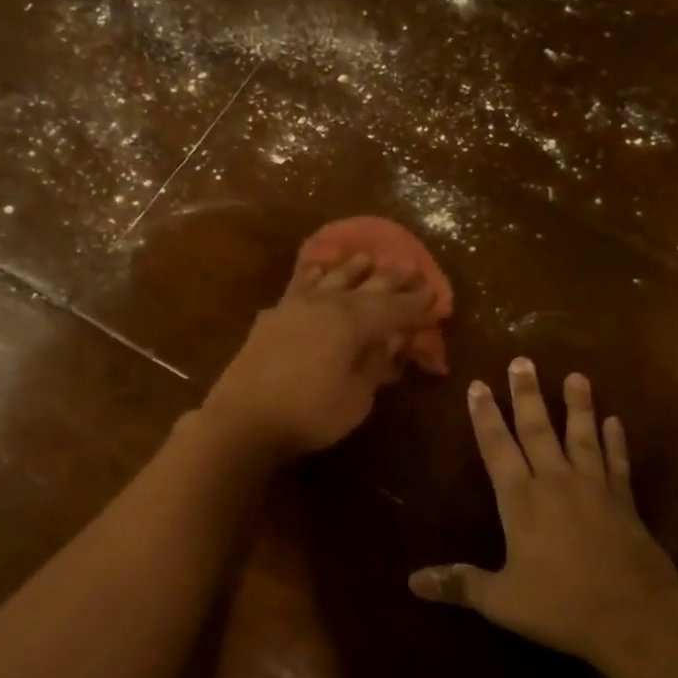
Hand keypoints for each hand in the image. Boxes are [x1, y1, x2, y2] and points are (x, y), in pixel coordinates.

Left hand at [202, 254, 434, 460]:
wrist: (243, 420)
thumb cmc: (309, 414)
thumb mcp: (356, 397)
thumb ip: (375, 366)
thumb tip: (390, 343)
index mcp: (351, 323)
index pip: (392, 309)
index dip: (415, 303)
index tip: (434, 293)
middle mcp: (325, 306)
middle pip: (364, 287)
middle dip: (390, 279)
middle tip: (410, 266)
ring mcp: (294, 309)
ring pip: (329, 280)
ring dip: (350, 269)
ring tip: (366, 258)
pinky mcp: (271, 319)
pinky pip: (297, 288)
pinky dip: (310, 277)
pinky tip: (315, 271)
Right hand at [409, 359, 677, 673]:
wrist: (634, 617)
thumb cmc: (560, 606)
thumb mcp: (501, 600)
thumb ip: (459, 584)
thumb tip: (412, 582)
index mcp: (521, 501)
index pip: (497, 448)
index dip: (485, 417)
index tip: (478, 385)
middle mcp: (556, 483)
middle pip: (539, 429)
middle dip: (527, 394)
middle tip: (523, 360)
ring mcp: (594, 488)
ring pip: (582, 436)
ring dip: (578, 405)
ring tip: (576, 375)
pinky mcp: (624, 502)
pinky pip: (617, 462)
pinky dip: (616, 441)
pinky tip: (615, 421)